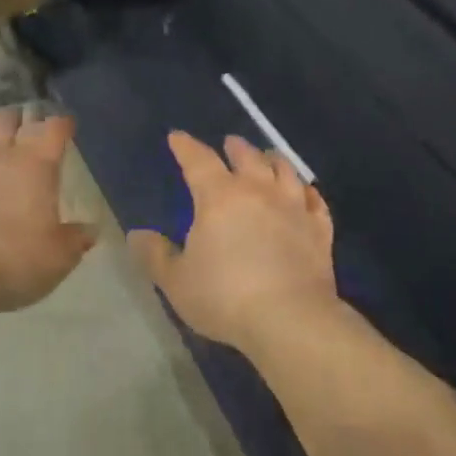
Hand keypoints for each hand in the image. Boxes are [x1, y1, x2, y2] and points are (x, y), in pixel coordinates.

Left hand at [0, 108, 94, 313]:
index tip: (64, 127)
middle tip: (20, 128)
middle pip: (7, 115)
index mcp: (34, 164)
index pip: (53, 127)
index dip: (61, 123)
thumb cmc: (10, 263)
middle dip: (16, 118)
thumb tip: (92, 230)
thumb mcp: (56, 259)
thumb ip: (75, 240)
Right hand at [130, 132, 337, 354]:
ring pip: (285, 170)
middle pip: (247, 157)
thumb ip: (156, 255)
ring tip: (268, 158)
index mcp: (219, 196)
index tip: (177, 137)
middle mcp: (258, 191)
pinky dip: (307, 192)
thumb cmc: (225, 297)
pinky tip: (306, 193)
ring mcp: (293, 207)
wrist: (290, 319)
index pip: (198, 160)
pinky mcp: (319, 229)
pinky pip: (315, 201)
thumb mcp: (177, 281)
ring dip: (272, 160)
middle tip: (230, 143)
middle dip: (235, 147)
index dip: (186, 146)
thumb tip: (137, 234)